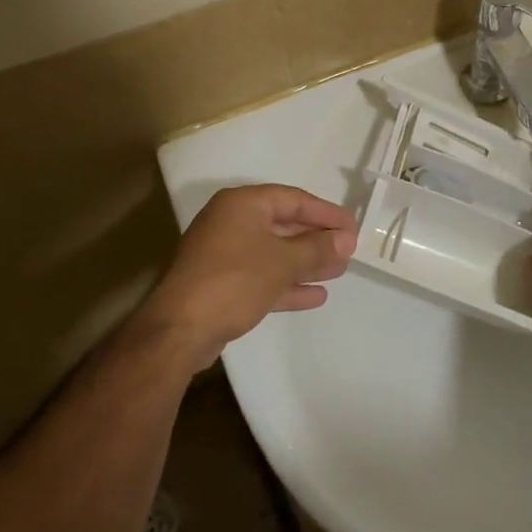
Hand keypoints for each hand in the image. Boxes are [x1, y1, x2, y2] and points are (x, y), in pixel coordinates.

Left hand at [140, 185, 357, 369]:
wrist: (178, 331)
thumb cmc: (233, 281)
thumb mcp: (282, 262)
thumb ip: (318, 249)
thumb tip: (348, 240)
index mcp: (243, 205)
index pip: (294, 199)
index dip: (326, 213)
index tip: (353, 226)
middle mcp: (232, 223)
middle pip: (284, 225)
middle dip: (317, 239)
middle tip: (348, 250)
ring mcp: (225, 255)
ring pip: (275, 253)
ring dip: (306, 262)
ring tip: (339, 271)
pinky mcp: (222, 284)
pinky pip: (263, 276)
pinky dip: (287, 284)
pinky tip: (316, 295)